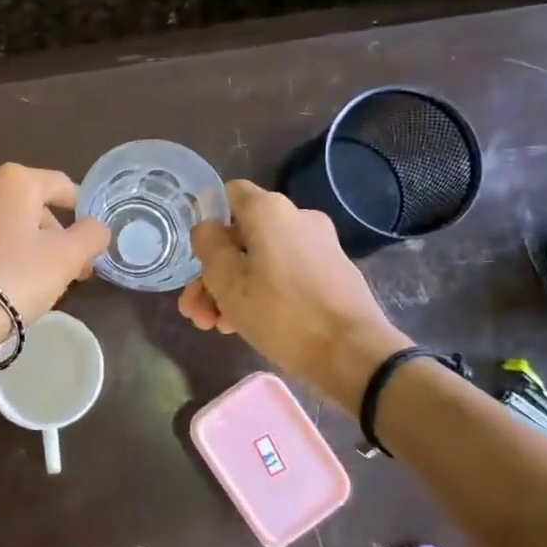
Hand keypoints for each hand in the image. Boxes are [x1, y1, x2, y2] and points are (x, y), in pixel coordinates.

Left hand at [0, 163, 109, 355]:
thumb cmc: (13, 279)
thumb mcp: (66, 259)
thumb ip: (90, 235)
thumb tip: (95, 227)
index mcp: (12, 182)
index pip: (59, 185)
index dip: (80, 210)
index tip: (89, 242)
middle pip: (23, 206)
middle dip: (46, 235)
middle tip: (61, 272)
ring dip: (11, 245)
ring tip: (22, 283)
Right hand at [179, 180, 407, 406]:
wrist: (352, 352)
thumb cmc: (281, 312)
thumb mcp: (227, 281)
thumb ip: (208, 246)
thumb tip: (208, 229)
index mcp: (270, 211)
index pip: (229, 194)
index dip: (207, 220)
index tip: (194, 255)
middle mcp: (297, 218)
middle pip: (241, 237)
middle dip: (213, 273)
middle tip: (195, 311)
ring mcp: (319, 246)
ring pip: (261, 260)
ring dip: (233, 289)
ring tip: (215, 326)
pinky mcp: (331, 274)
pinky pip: (285, 274)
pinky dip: (262, 293)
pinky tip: (244, 326)